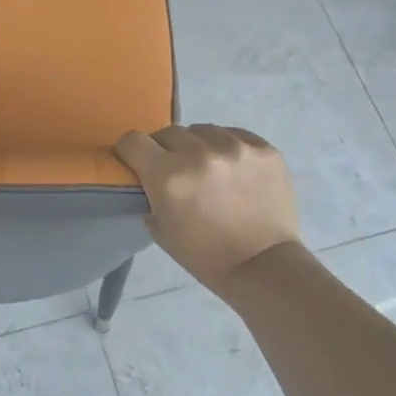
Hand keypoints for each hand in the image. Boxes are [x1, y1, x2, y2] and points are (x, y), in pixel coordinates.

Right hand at [115, 124, 300, 288]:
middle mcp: (200, 153)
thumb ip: (150, 192)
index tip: (137, 161)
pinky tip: (234, 170)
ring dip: (199, 146)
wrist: (262, 266)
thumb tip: (149, 172)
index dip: (131, 151)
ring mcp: (236, 147)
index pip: (133, 140)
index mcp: (168, 175)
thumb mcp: (159, 228)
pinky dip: (228, 148)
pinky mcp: (264, 149)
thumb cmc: (204, 254)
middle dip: (166, 150)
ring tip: (209, 169)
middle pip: (168, 132)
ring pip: (203, 130)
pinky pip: (235, 134)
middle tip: (176, 171)